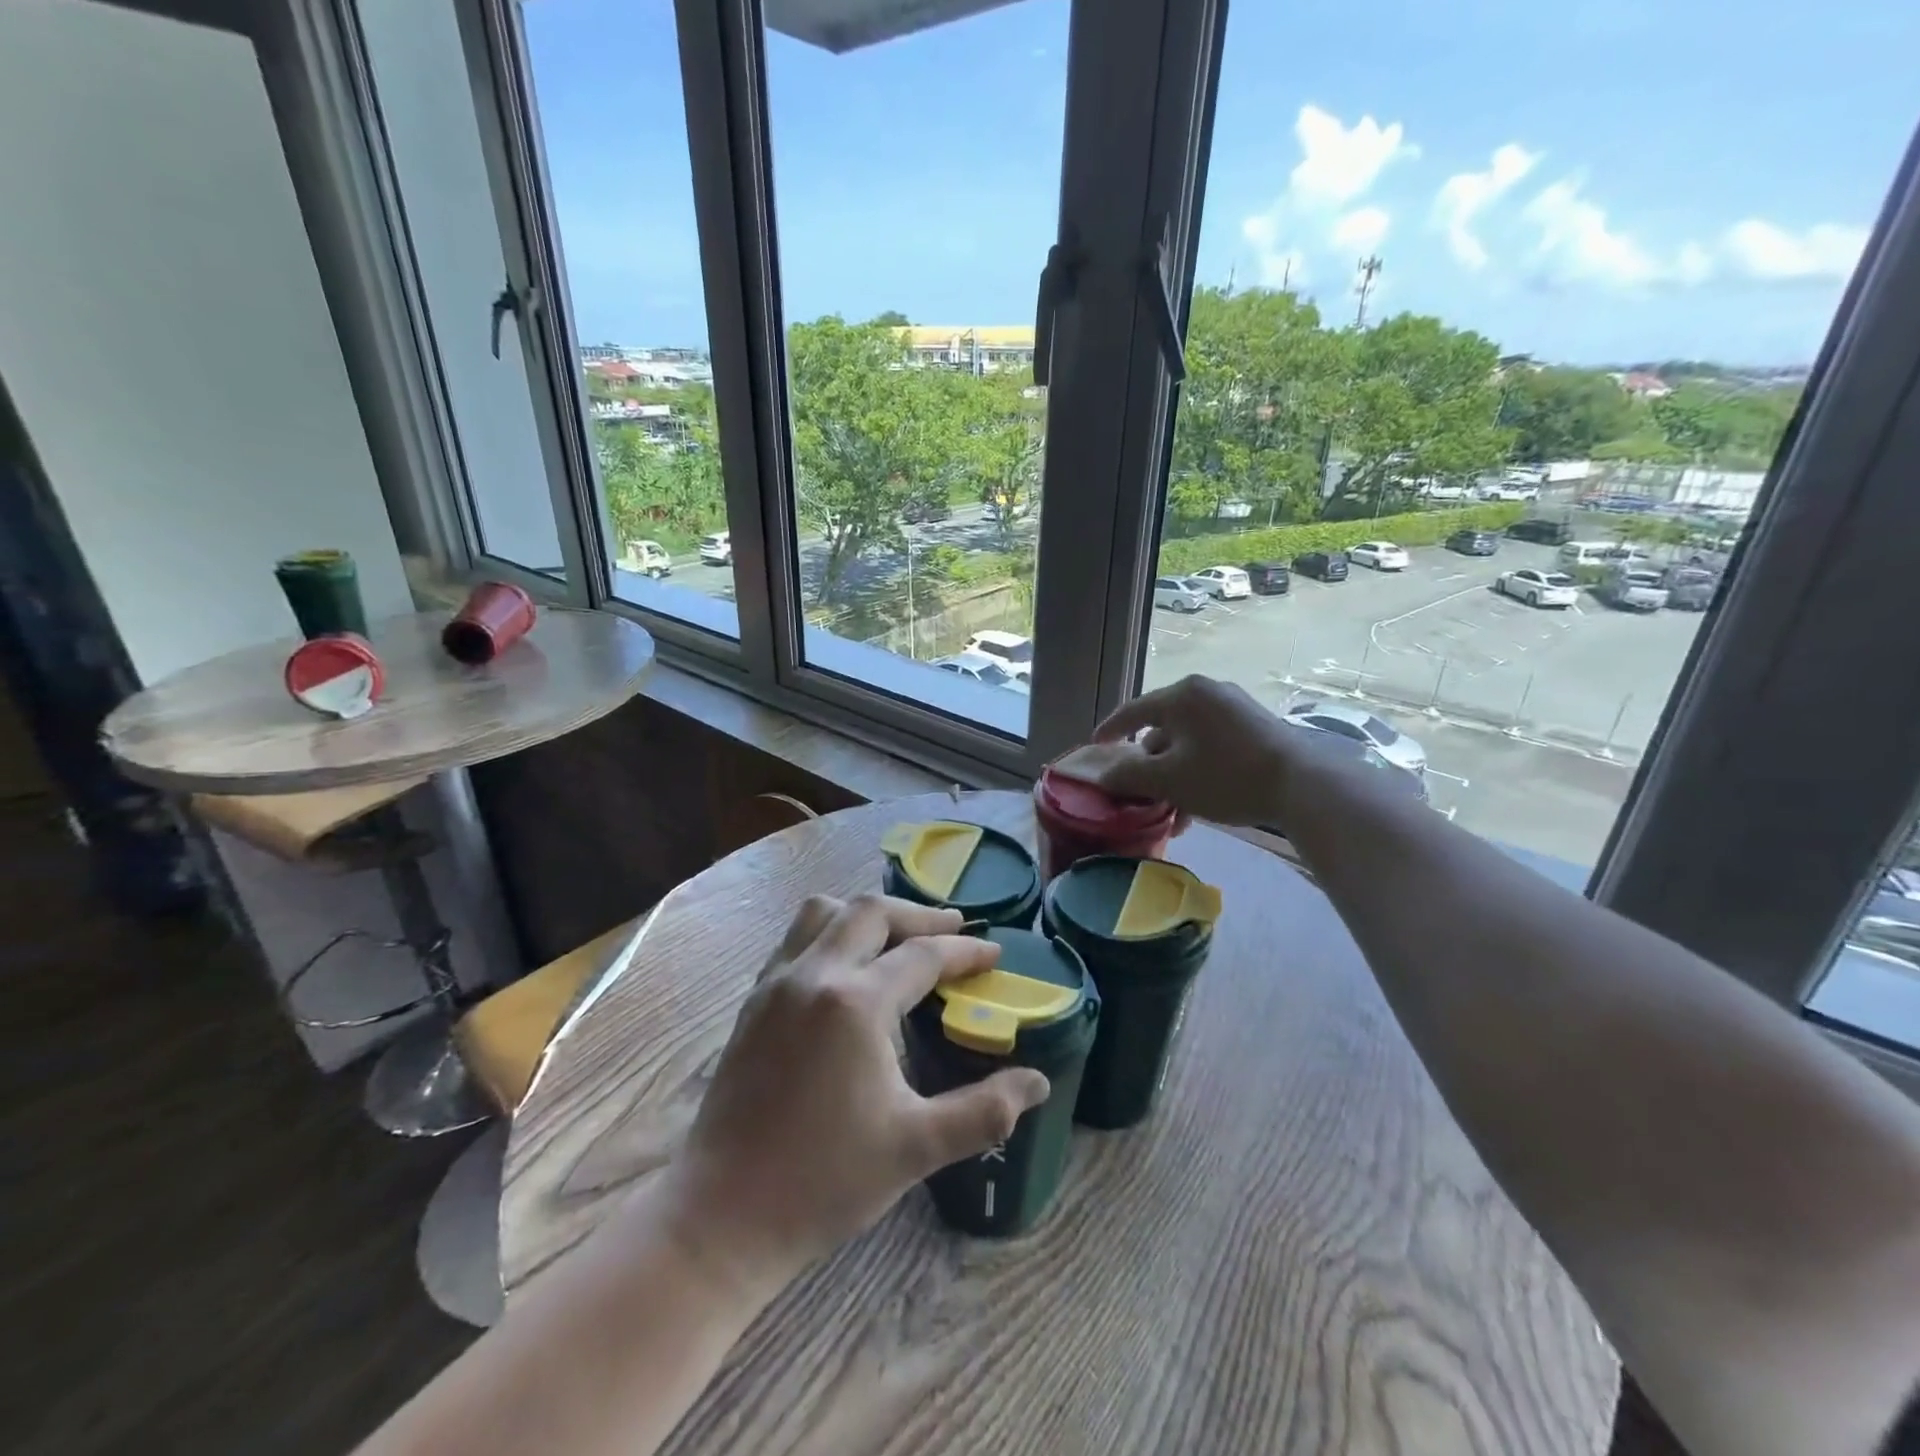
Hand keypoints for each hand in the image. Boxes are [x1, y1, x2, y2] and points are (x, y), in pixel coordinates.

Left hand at [659, 895, 1049, 1292]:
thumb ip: (984, 1110)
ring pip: (825, 912)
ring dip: (868, 913)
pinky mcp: (754, 1000)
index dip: (965, 951)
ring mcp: (776, 982)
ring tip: (897, 936)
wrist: (722, 1215)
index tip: (994, 952)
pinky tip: (847, 966)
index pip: (923, 955)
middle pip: (872, 912)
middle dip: (919, 915)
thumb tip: (1038, 1082)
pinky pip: (796, 937)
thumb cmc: (824, 1181)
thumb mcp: (916, 1147)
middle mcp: (814, 974)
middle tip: (952, 931)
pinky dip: (831, 931)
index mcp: (856, 1003)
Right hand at [1078, 675, 1301, 827]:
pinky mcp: (1255, 726)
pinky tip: (1201, 805)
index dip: (1110, 732)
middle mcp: (1207, 692)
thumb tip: (1103, 776)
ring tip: (1174, 812)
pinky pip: (1212, 745)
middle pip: (1162, 728)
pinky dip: (1199, 770)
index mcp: (1182, 695)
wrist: (1302, 785)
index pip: (1132, 711)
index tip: (1095, 749)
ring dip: (1175, 775)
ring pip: (1188, 742)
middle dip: (1149, 766)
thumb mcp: (1169, 781)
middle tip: (1140, 793)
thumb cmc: (1225, 776)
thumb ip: (1129, 776)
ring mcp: (1235, 707)